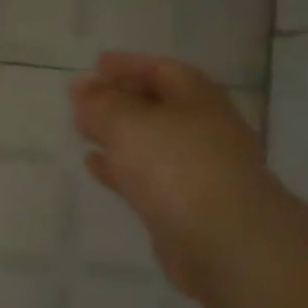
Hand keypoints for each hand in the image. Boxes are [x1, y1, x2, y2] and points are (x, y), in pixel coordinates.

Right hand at [70, 52, 278, 295]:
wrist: (225, 243)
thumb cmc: (177, 167)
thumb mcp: (129, 123)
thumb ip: (101, 104)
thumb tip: (82, 87)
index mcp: (199, 102)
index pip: (164, 71)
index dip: (130, 65)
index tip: (96, 65)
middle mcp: (203, 132)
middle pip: (160, 106)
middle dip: (122, 99)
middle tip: (84, 99)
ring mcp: (197, 171)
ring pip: (151, 143)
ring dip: (118, 134)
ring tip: (83, 130)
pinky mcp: (184, 206)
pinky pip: (146, 177)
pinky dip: (120, 167)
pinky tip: (94, 166)